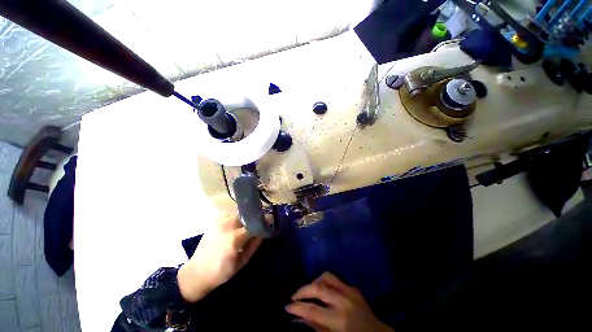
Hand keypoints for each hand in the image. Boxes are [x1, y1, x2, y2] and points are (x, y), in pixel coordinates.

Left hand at [177, 215, 262, 301]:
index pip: (255, 223)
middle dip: (255, 218)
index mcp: (235, 238)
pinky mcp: (215, 221)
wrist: (197, 273)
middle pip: (248, 215)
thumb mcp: (243, 262)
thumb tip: (265, 231)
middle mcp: (227, 226)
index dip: (265, 222)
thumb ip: (255, 244)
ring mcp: (220, 222)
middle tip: (259, 224)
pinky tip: (235, 227)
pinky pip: (231, 215)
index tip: (270, 222)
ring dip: (246, 218)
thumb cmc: (222, 272)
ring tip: (248, 226)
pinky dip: (236, 219)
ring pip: (240, 214)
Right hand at [286, 272, 393, 331]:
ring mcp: (350, 291)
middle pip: (318, 287)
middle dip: (303, 290)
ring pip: (327, 276)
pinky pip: (336, 279)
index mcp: (339, 319)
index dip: (297, 307)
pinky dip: (327, 282)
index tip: (286, 306)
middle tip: (294, 295)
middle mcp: (343, 301)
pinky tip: (325, 291)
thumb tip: (299, 317)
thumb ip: (316, 327)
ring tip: (310, 291)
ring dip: (315, 281)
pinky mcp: (354, 287)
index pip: (312, 310)